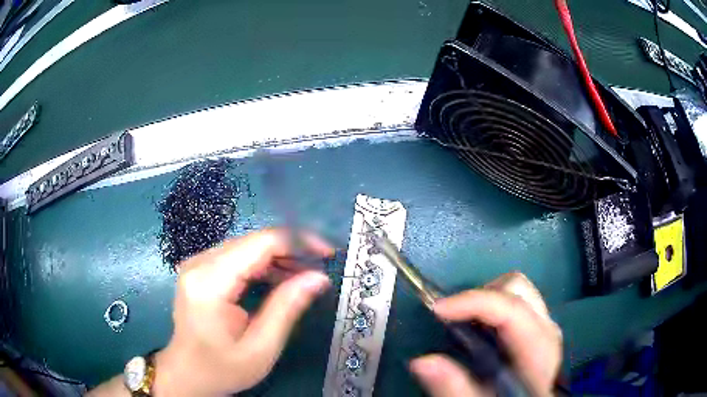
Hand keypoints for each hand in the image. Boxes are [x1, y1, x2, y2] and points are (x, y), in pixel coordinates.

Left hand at [152, 229, 332, 395]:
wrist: (187, 373)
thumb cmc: (222, 368)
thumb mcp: (261, 347)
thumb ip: (287, 308)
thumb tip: (319, 277)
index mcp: (210, 283)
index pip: (260, 244)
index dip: (298, 242)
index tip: (327, 254)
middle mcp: (199, 263)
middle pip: (253, 241)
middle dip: (291, 251)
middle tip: (319, 270)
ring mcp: (197, 264)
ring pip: (247, 246)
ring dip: (278, 258)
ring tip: (304, 276)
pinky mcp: (200, 269)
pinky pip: (237, 256)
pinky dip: (262, 265)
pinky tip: (279, 279)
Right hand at [409, 273, 561, 395]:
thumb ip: (453, 389)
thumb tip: (421, 362)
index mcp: (538, 350)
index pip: (512, 310)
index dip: (474, 302)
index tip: (437, 309)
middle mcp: (547, 329)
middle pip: (516, 288)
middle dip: (480, 297)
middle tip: (452, 320)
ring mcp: (544, 325)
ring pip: (517, 289)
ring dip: (485, 301)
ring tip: (464, 326)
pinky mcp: (538, 327)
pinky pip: (515, 301)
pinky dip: (491, 307)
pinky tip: (479, 333)